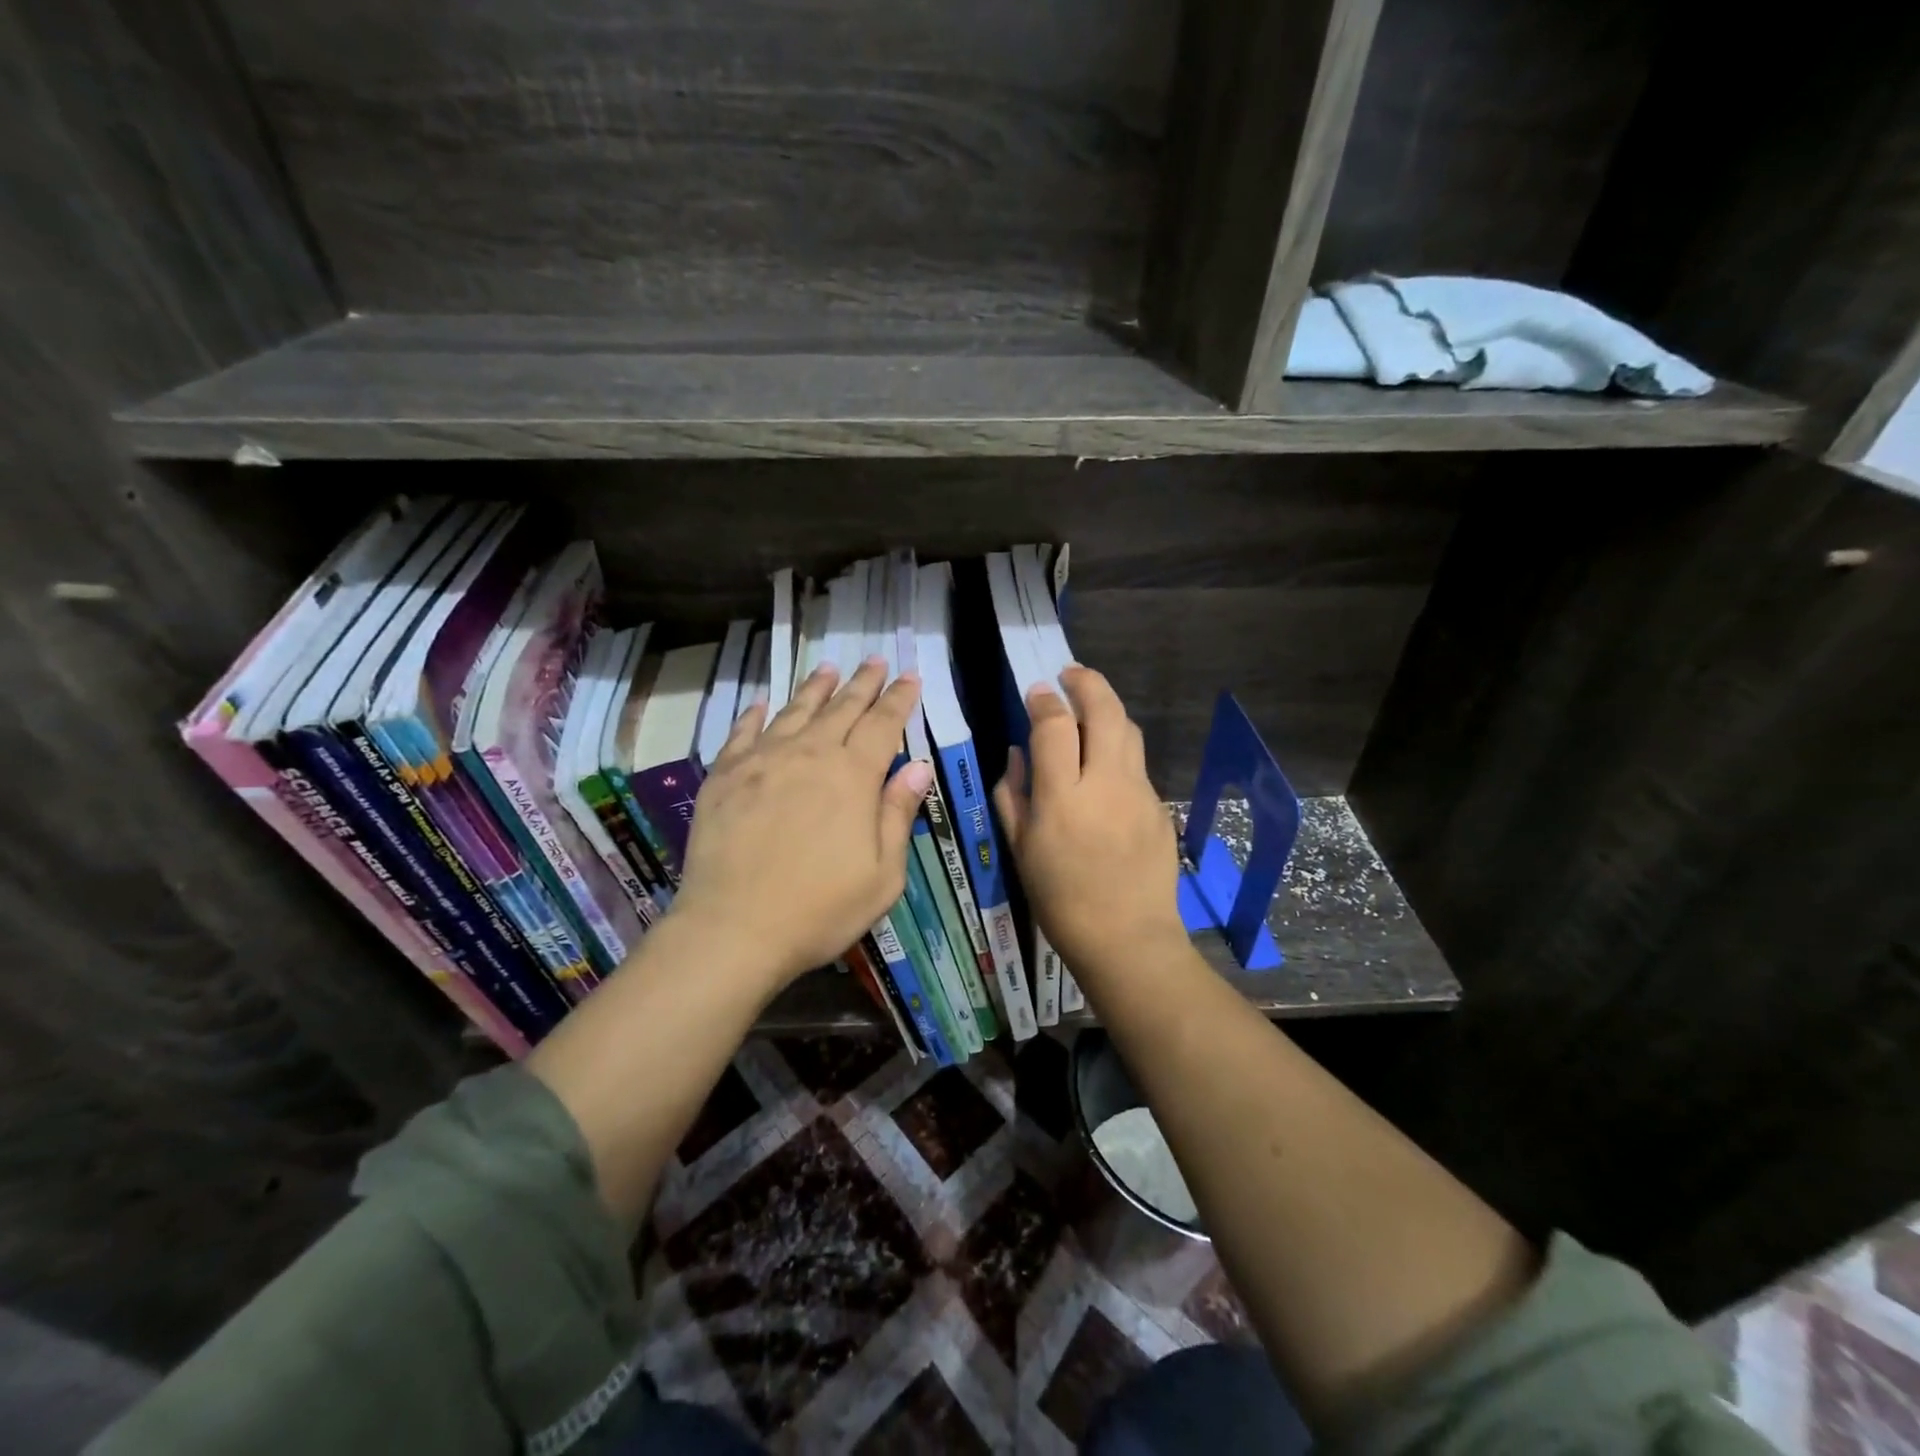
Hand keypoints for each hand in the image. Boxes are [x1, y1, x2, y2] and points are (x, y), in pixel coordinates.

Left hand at [666, 658, 930, 992]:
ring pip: (794, 711)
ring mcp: (761, 762)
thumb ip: (897, 814)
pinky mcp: (724, 777)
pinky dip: (755, 714)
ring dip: (815, 688)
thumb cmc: (819, 909)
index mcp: (852, 777)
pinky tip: (762, 703)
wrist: (733, 929)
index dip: (899, 698)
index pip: (883, 724)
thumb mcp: (882, 874)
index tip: (910, 676)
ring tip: (828, 669)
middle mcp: (808, 755)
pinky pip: (743, 733)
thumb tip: (918, 767)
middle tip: (875, 661)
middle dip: (862, 683)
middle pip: (841, 708)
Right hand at [993, 666, 1185, 976]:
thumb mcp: (1021, 850)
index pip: (1054, 725)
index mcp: (1062, 796)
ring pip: (1128, 729)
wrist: (1128, 939)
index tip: (1036, 693)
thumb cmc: (1061, 900)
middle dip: (1086, 682)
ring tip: (1090, 707)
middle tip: (1070, 674)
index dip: (1043, 701)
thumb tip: (1018, 755)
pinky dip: (1119, 746)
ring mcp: (1138, 792)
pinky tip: (1105, 764)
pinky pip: (1137, 762)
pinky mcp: (1158, 805)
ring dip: (1108, 708)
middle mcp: (1105, 783)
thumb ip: (1013, 795)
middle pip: (1103, 710)